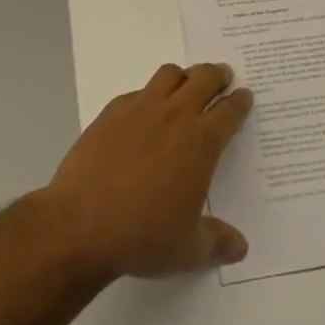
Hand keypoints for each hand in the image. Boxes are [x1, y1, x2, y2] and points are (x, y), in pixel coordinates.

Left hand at [38, 63, 253, 281]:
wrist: (80, 225)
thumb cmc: (142, 236)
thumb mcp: (188, 250)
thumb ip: (217, 243)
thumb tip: (241, 247)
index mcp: (201, 142)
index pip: (230, 111)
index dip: (240, 101)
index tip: (244, 95)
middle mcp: (175, 116)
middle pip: (204, 79)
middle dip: (217, 75)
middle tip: (223, 76)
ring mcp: (140, 109)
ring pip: (169, 75)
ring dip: (184, 76)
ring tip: (186, 84)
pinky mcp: (111, 113)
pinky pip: (137, 92)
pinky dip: (148, 95)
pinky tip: (144, 112)